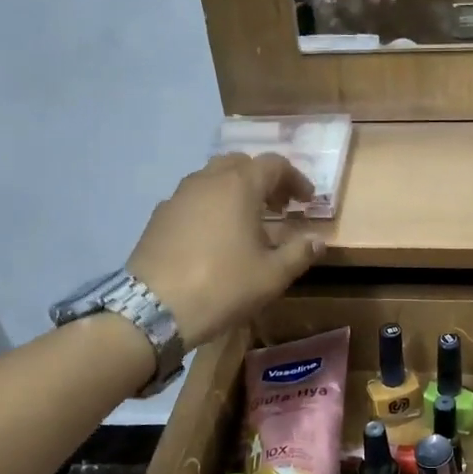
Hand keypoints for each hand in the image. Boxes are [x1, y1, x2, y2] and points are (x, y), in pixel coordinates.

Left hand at [126, 154, 323, 348]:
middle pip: (240, 164)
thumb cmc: (223, 286)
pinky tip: (215, 237)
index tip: (306, 201)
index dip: (295, 179)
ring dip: (235, 192)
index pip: (274, 164)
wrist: (155, 308)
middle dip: (263, 180)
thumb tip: (317, 242)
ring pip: (213, 179)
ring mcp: (178, 196)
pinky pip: (193, 199)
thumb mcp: (271, 275)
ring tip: (248, 222)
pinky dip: (211, 207)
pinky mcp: (159, 216)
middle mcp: (207, 181)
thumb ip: (299, 254)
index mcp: (239, 186)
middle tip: (278, 206)